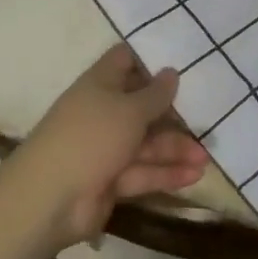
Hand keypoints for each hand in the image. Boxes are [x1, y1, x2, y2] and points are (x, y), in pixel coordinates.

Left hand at [2, 44, 209, 249]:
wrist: (49, 199)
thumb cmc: (91, 137)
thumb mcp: (129, 110)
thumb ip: (155, 94)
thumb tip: (171, 72)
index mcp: (100, 85)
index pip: (125, 61)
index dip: (150, 58)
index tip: (183, 59)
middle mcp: (103, 112)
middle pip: (142, 106)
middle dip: (173, 113)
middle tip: (207, 116)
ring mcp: (106, 148)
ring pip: (146, 143)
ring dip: (176, 149)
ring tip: (206, 157)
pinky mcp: (111, 180)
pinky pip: (143, 171)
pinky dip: (166, 174)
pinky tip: (195, 175)